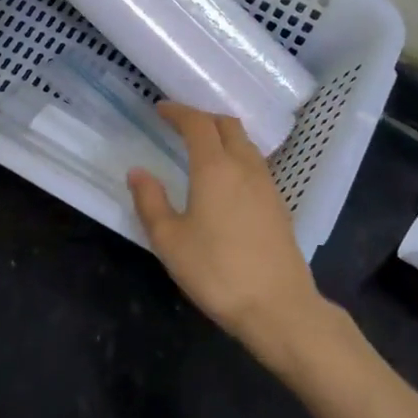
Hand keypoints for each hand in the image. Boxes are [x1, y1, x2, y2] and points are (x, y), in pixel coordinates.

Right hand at [128, 102, 326, 364]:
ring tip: (202, 148)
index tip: (161, 109)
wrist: (278, 308)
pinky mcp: (279, 206)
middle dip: (203, 118)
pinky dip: (237, 157)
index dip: (178, 112)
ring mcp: (268, 186)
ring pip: (246, 144)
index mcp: (215, 168)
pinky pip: (256, 165)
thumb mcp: (169, 240)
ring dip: (223, 136)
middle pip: (228, 126)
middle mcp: (245, 168)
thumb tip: (138, 172)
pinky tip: (226, 179)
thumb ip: (150, 201)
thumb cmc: (216, 271)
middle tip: (180, 125)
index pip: (197, 124)